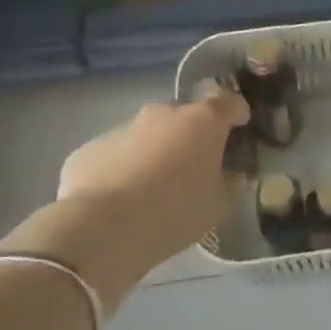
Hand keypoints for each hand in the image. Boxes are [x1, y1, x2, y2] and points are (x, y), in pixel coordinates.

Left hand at [0, 82, 249, 309]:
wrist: (102, 228)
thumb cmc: (175, 211)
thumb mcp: (220, 204)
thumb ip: (232, 183)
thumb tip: (231, 174)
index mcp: (202, 121)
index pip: (228, 101)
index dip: (237, 111)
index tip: (240, 126)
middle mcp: (162, 114)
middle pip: (185, 117)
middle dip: (193, 136)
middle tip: (196, 166)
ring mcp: (122, 128)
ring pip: (148, 135)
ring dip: (157, 152)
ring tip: (155, 187)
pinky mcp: (89, 149)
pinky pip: (117, 154)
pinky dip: (125, 168)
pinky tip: (122, 198)